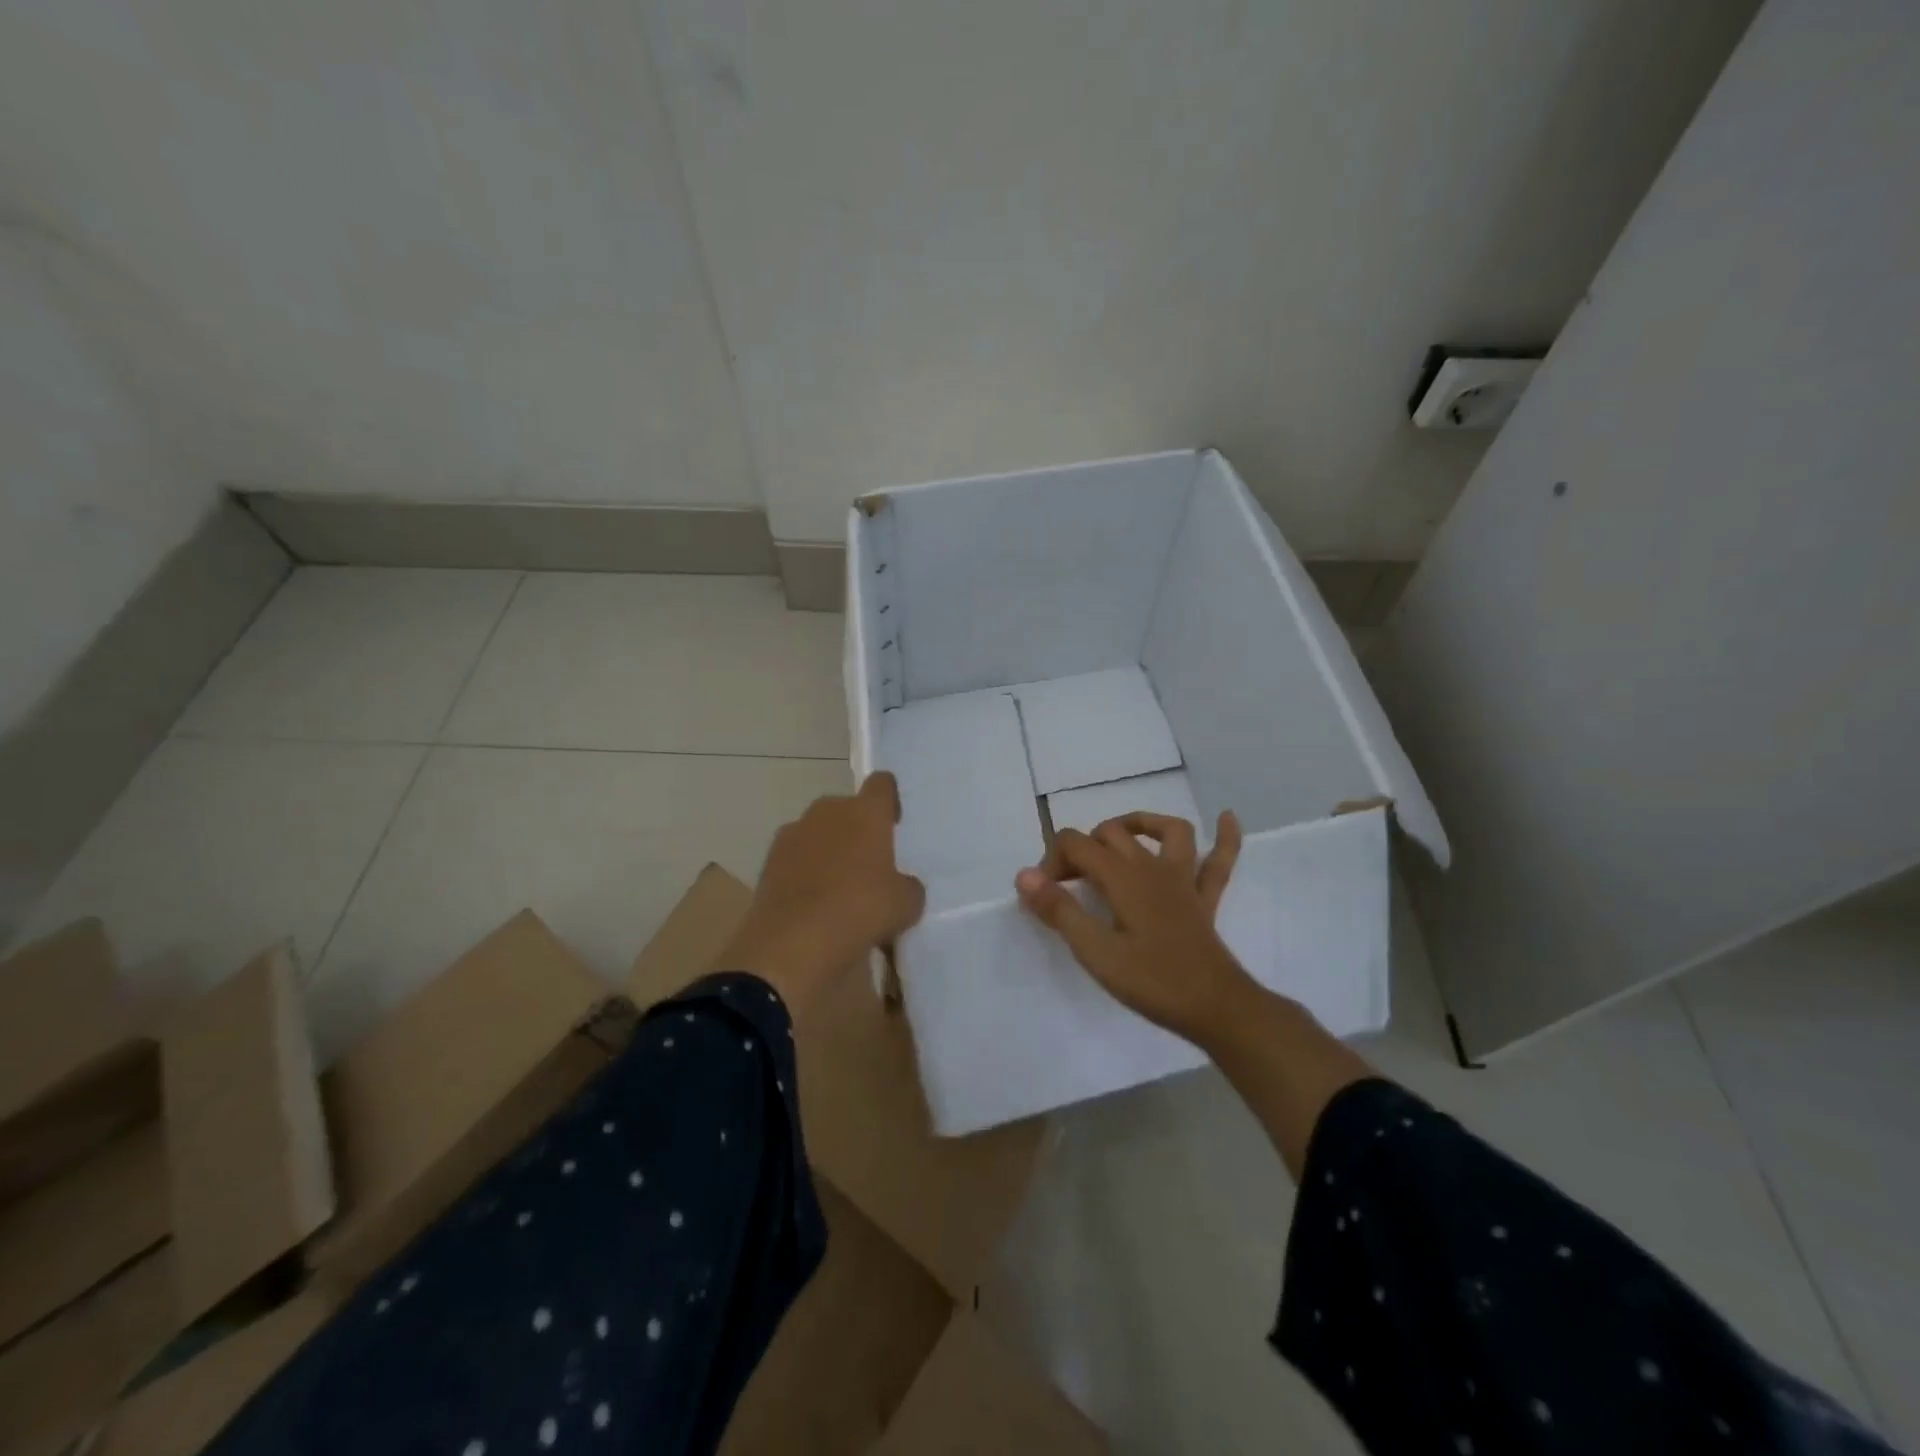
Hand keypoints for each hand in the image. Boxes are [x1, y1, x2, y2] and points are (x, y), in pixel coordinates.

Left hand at [719, 772, 926, 1014]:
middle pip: (847, 809)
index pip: (882, 784)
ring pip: (818, 832)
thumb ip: (908, 886)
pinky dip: (804, 872)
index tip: (894, 825)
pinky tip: (813, 903)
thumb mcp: (905, 905)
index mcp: (865, 812)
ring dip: (829, 850)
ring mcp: (793, 834)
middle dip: (857, 829)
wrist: (792, 944)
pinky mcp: (768, 861)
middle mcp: (827, 812)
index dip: (890, 801)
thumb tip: (901, 885)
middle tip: (869, 864)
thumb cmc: (860, 911)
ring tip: (839, 887)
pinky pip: (795, 858)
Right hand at [1015, 811, 1251, 1044]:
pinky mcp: (1205, 900)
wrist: (1216, 1007)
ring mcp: (1184, 880)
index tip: (1042, 895)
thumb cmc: (1152, 981)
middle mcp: (1153, 867)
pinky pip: (1220, 861)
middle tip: (1068, 883)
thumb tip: (1025, 875)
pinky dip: (1225, 837)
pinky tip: (1227, 817)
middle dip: (1083, 848)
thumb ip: (1059, 910)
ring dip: (1142, 824)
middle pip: (1112, 833)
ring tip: (1121, 836)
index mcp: (1123, 877)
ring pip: (1168, 831)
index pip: (1076, 845)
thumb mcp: (1096, 952)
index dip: (1052, 861)